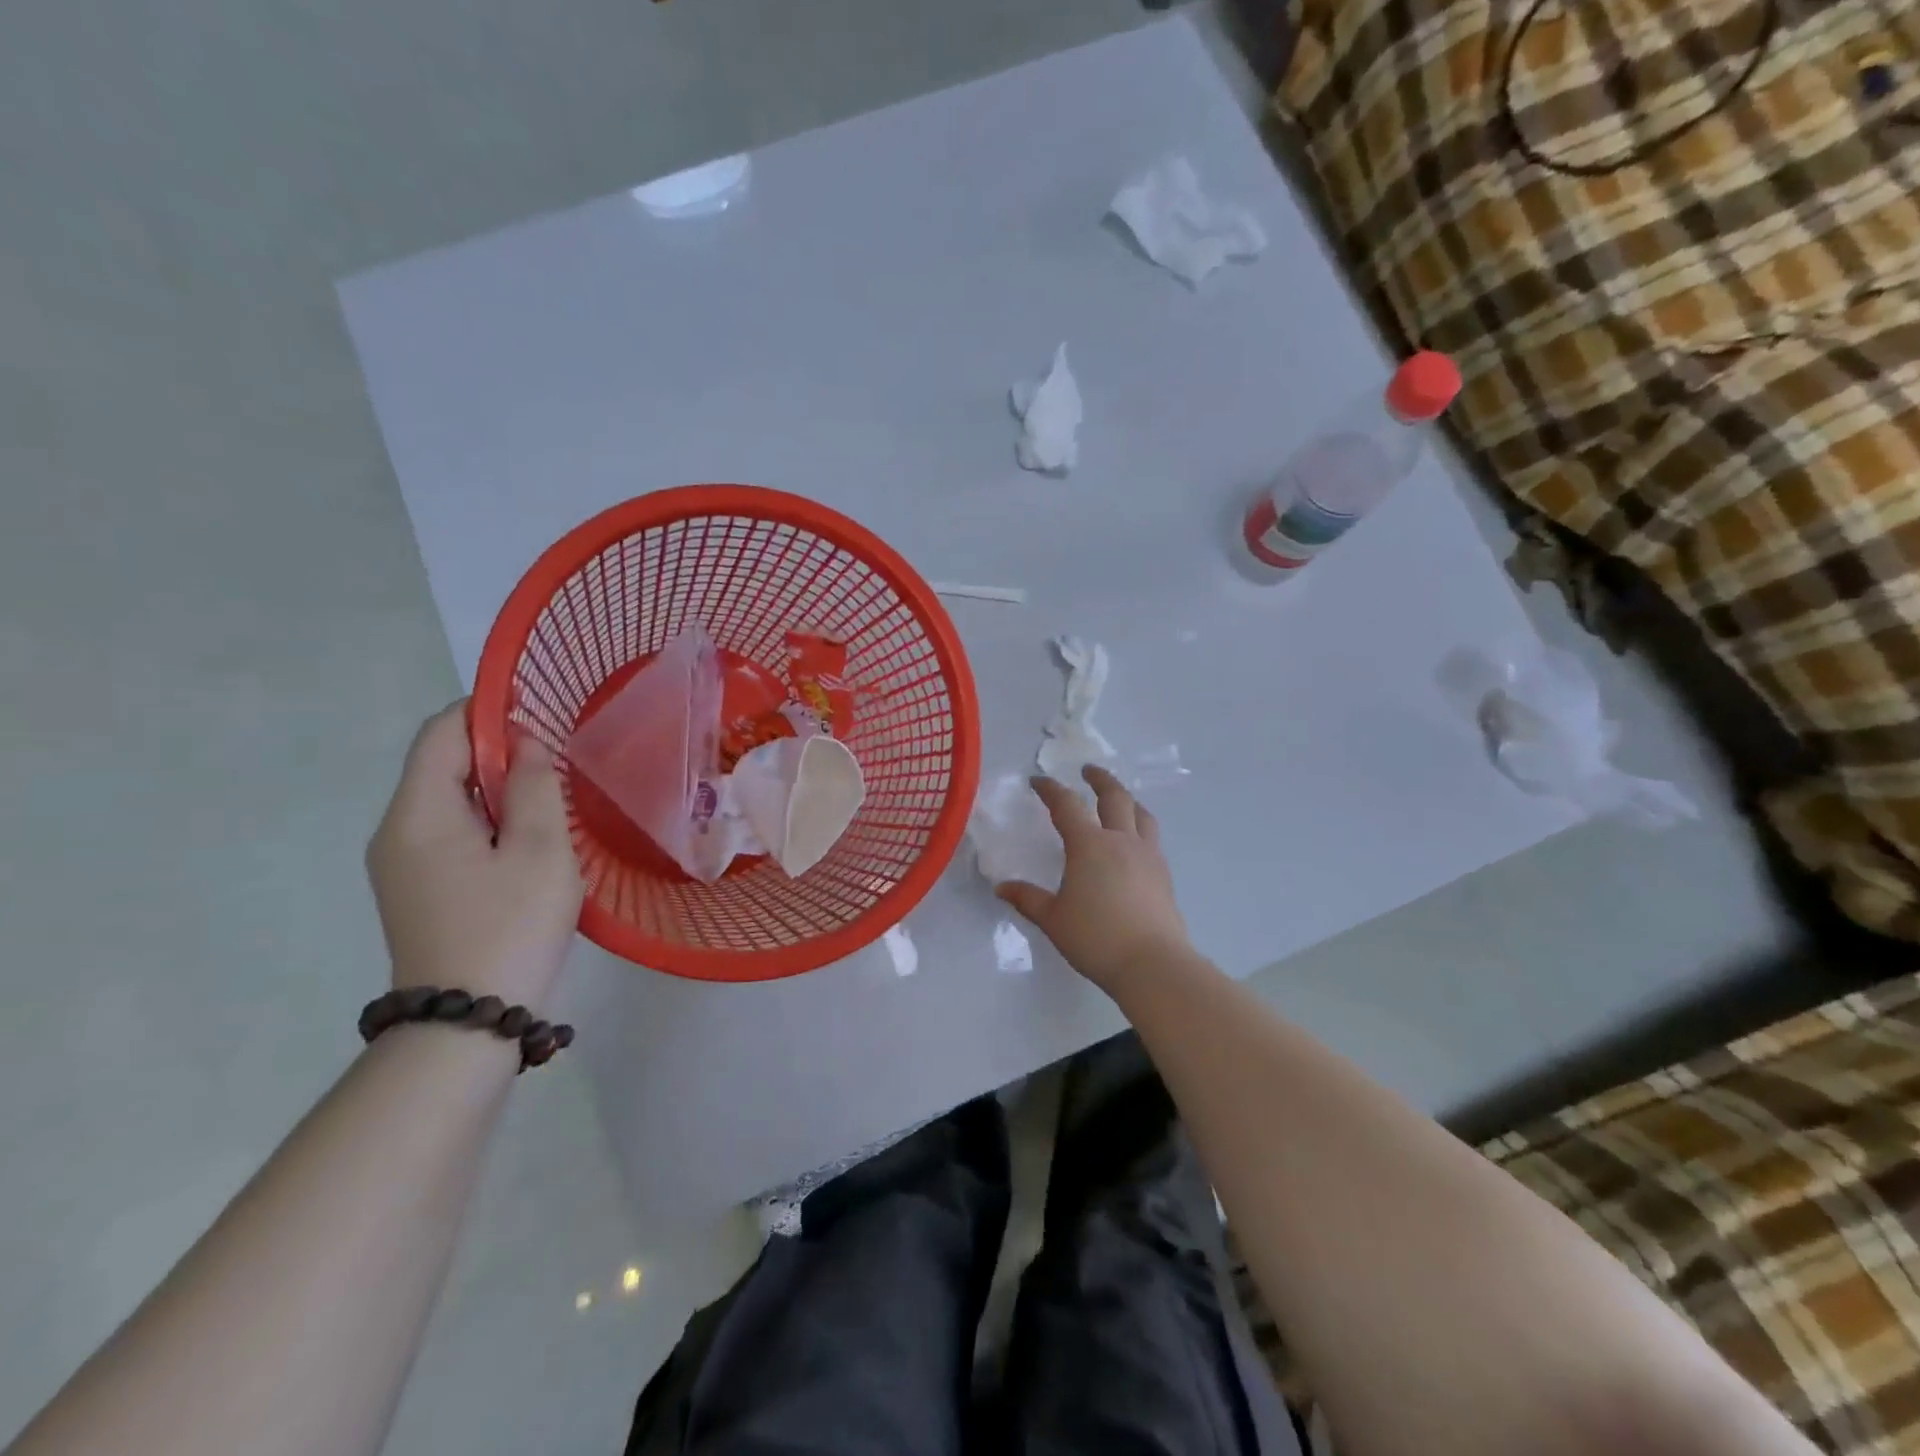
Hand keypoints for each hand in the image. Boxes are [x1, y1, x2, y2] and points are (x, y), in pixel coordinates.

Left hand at [366, 702, 583, 1010]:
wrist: (467, 1023)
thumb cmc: (510, 926)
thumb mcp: (539, 849)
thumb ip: (534, 785)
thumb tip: (526, 743)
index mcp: (417, 814)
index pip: (441, 734)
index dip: (487, 712)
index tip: (539, 714)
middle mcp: (396, 832)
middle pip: (442, 767)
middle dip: (499, 755)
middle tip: (557, 768)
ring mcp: (402, 866)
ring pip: (451, 802)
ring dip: (499, 793)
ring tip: (551, 809)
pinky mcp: (418, 891)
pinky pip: (452, 834)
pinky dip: (490, 823)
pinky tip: (528, 848)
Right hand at [996, 765, 1191, 993]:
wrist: (1153, 963)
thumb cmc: (1096, 938)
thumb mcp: (1053, 919)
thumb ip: (1028, 899)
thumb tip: (1002, 888)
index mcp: (1089, 845)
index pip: (1067, 805)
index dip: (1051, 789)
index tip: (1039, 781)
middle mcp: (1121, 841)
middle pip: (1114, 796)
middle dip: (1099, 779)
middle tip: (1088, 770)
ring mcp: (1147, 855)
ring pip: (1140, 814)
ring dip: (1127, 799)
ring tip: (1119, 799)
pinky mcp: (1163, 874)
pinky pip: (1151, 837)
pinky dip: (1140, 825)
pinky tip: (1134, 841)